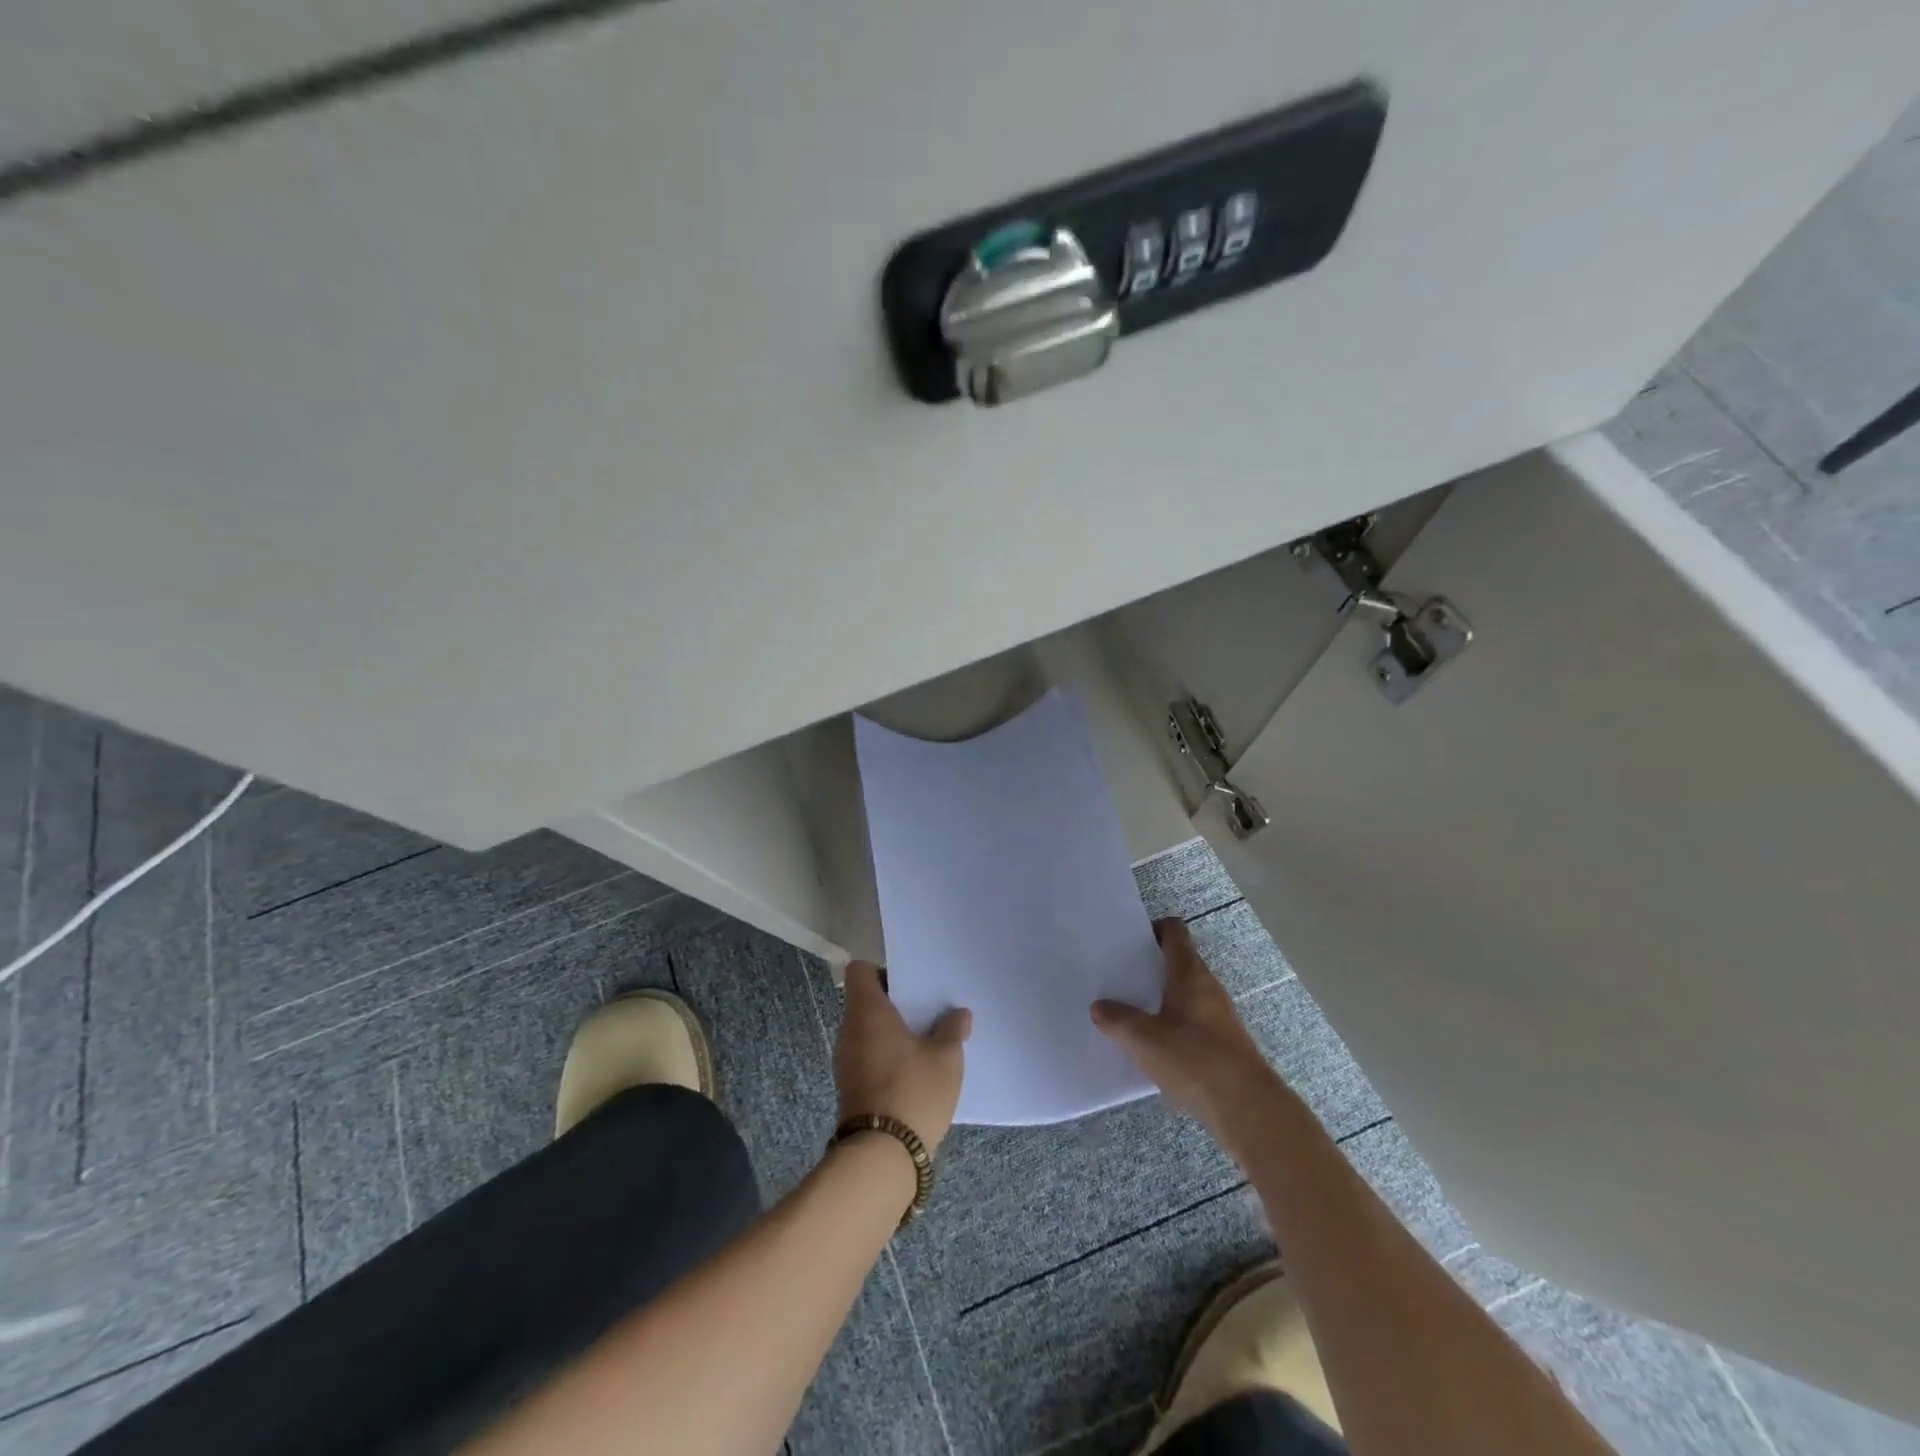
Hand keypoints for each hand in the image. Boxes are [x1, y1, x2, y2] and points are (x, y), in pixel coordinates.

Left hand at [834, 962, 970, 1152]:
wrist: (882, 1155)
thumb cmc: (913, 1090)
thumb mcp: (946, 1058)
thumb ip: (952, 1030)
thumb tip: (959, 1014)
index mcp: (867, 1011)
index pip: (859, 971)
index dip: (882, 971)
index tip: (909, 985)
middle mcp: (849, 1030)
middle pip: (865, 1001)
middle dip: (894, 1004)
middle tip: (926, 1011)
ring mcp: (845, 1061)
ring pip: (867, 1030)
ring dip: (891, 1032)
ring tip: (925, 1041)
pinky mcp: (849, 1087)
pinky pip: (867, 1055)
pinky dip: (886, 1055)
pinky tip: (914, 1069)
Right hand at [1092, 918, 1275, 1124]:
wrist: (1248, 1110)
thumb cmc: (1195, 1060)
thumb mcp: (1144, 1039)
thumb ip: (1118, 1020)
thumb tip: (1099, 1007)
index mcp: (1189, 973)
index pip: (1174, 931)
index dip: (1151, 929)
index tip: (1127, 941)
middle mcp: (1207, 987)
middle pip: (1177, 962)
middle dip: (1148, 966)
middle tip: (1118, 976)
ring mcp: (1218, 1016)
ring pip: (1183, 993)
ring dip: (1159, 997)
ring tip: (1127, 1011)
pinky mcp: (1222, 1043)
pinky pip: (1190, 1021)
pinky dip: (1171, 1024)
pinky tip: (1151, 1046)